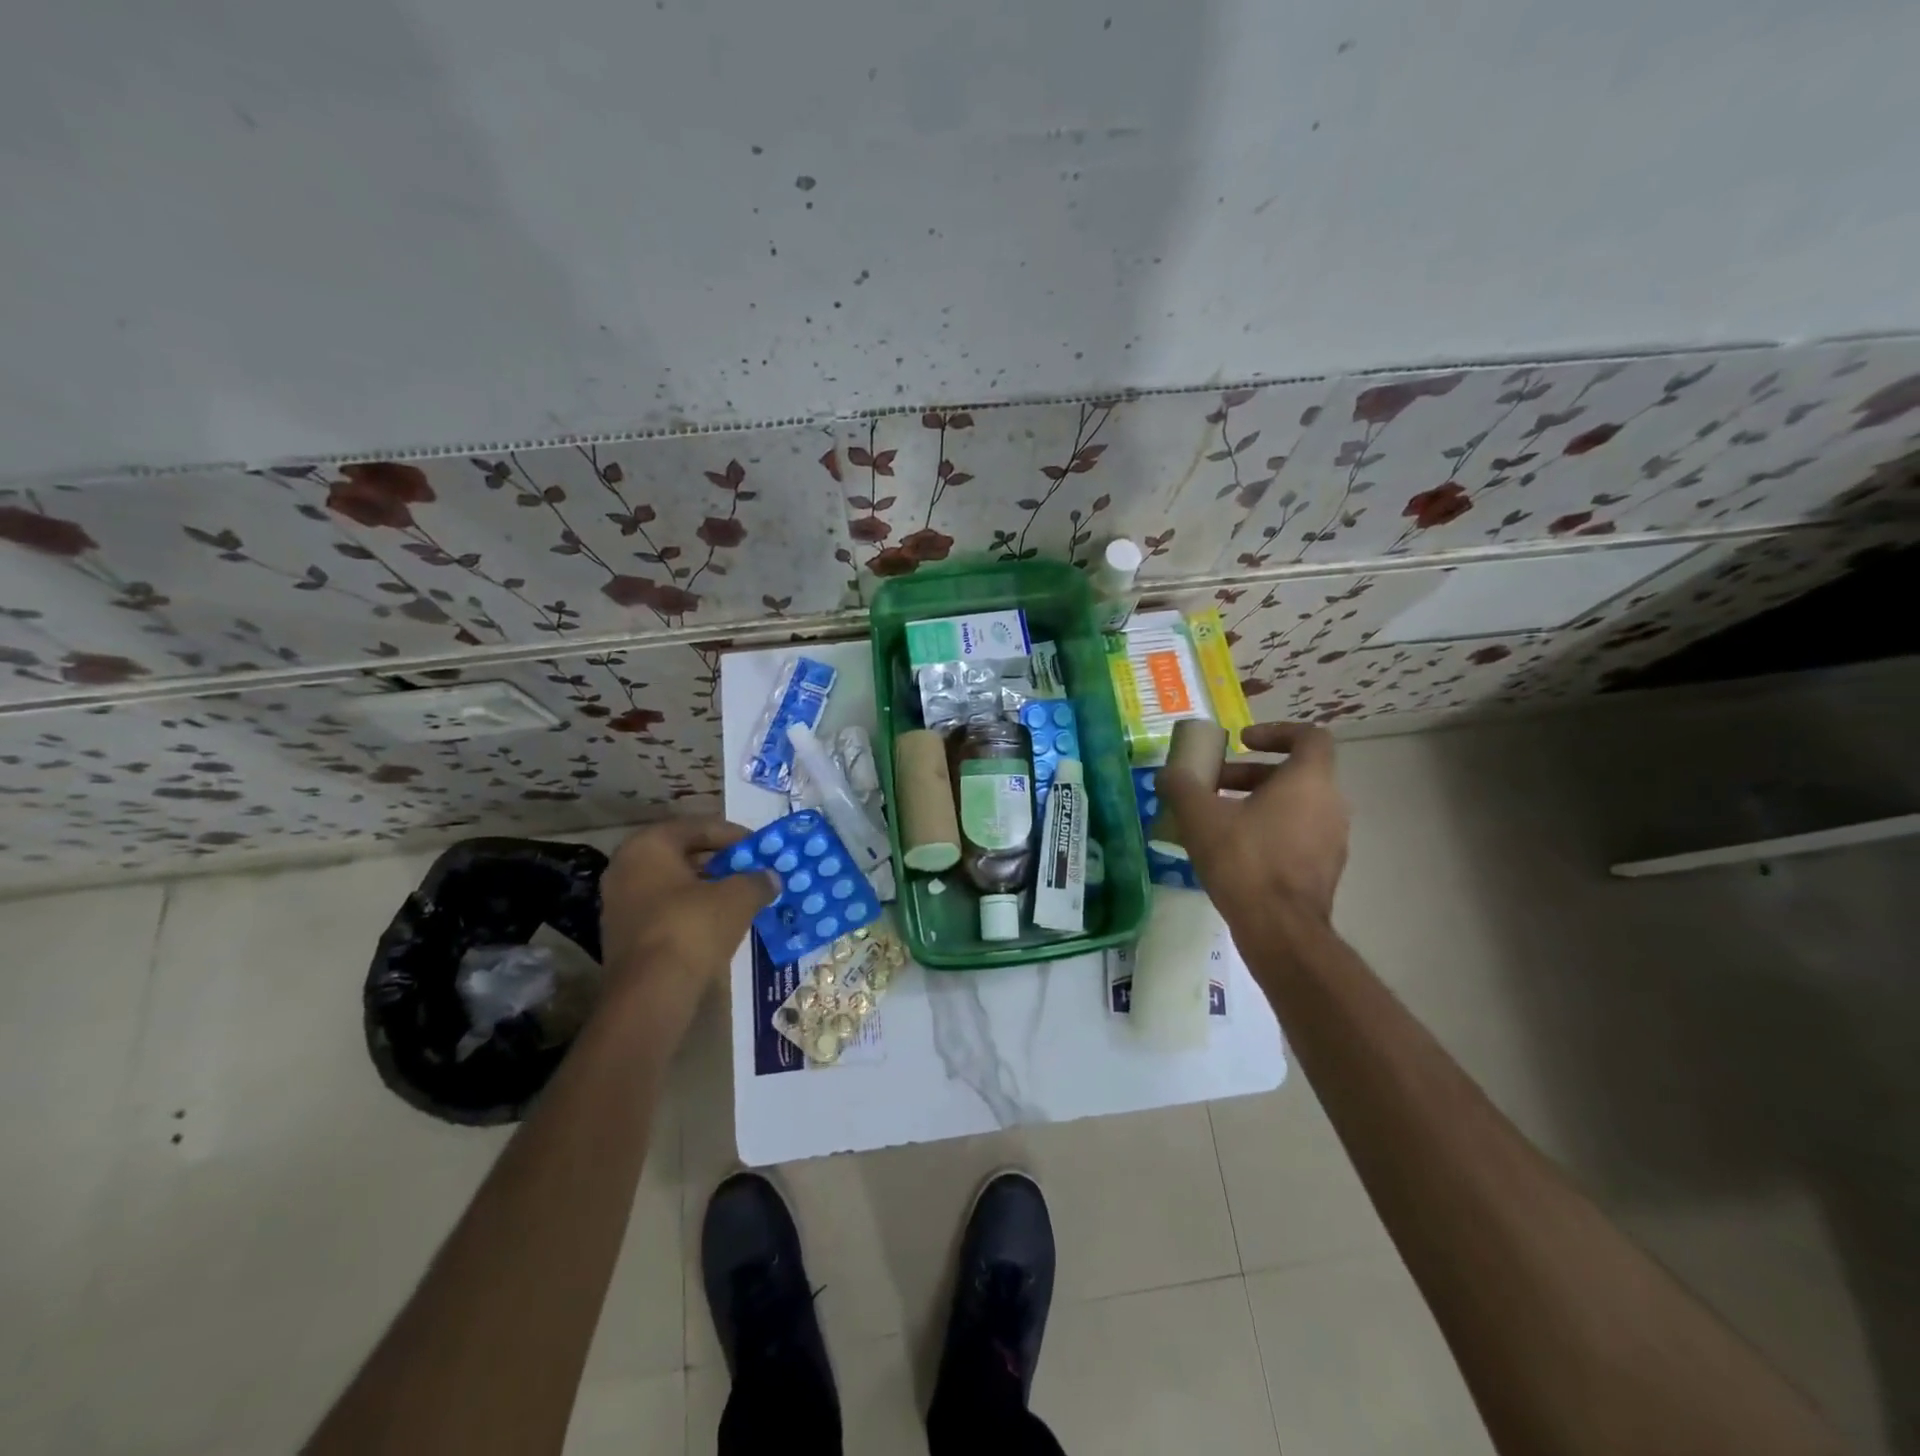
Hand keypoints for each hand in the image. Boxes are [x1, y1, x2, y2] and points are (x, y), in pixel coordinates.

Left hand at [598, 819, 777, 1045]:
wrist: (651, 993)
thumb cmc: (693, 927)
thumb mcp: (738, 897)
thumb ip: (757, 880)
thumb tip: (771, 877)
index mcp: (649, 845)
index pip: (699, 827)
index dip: (735, 835)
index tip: (760, 848)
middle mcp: (625, 866)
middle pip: (683, 854)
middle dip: (720, 861)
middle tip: (751, 870)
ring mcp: (618, 902)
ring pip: (673, 884)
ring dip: (706, 887)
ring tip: (740, 896)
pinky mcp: (622, 935)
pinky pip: (664, 910)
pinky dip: (691, 910)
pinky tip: (718, 923)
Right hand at [1157, 722, 1348, 926]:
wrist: (1280, 930)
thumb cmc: (1244, 861)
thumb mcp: (1200, 817)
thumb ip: (1182, 786)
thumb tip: (1167, 774)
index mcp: (1309, 781)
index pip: (1309, 736)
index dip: (1275, 732)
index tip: (1242, 741)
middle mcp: (1330, 804)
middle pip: (1295, 773)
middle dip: (1251, 773)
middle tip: (1215, 783)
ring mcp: (1333, 840)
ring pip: (1296, 805)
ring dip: (1258, 802)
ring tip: (1218, 818)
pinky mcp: (1324, 870)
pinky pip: (1297, 834)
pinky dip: (1269, 830)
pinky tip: (1234, 850)